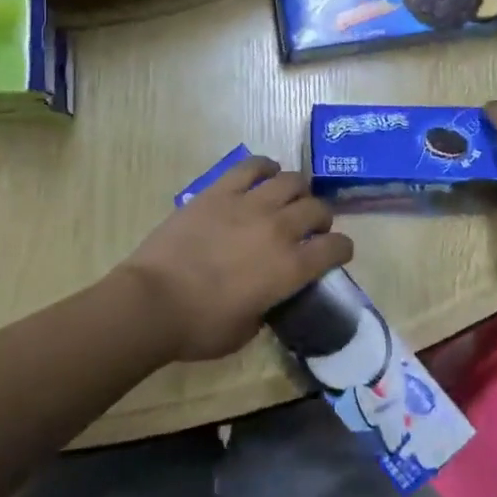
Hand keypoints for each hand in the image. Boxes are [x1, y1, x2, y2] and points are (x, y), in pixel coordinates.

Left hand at [122, 155, 354, 362]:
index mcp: (290, 268)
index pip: (335, 248)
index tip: (338, 251)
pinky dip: (265, 167)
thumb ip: (269, 307)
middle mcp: (278, 229)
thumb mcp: (247, 330)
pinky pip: (252, 166)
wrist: (153, 301)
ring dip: (298, 189)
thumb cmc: (200, 326)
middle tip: (312, 226)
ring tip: (290, 198)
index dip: (342, 248)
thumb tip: (270, 295)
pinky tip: (265, 173)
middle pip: (317, 208)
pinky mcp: (220, 191)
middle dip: (322, 217)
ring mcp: (249, 205)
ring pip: (291, 180)